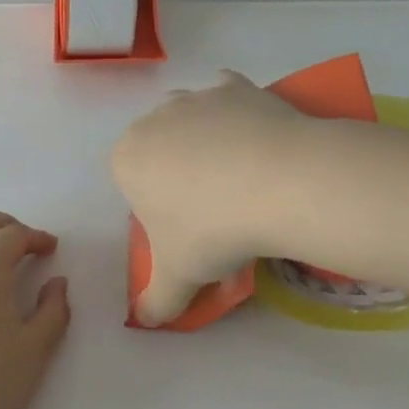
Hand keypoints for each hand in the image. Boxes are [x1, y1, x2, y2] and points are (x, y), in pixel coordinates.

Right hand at [112, 71, 299, 325]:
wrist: (282, 184)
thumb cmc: (213, 230)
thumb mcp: (179, 277)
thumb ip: (155, 302)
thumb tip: (145, 322)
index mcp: (126, 159)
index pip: (132, 184)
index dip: (158, 208)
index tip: (188, 230)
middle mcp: (152, 120)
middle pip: (160, 150)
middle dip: (179, 173)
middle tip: (217, 210)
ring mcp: (194, 98)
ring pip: (192, 121)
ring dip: (207, 143)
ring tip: (244, 179)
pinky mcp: (235, 85)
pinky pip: (228, 98)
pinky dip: (238, 116)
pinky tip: (259, 144)